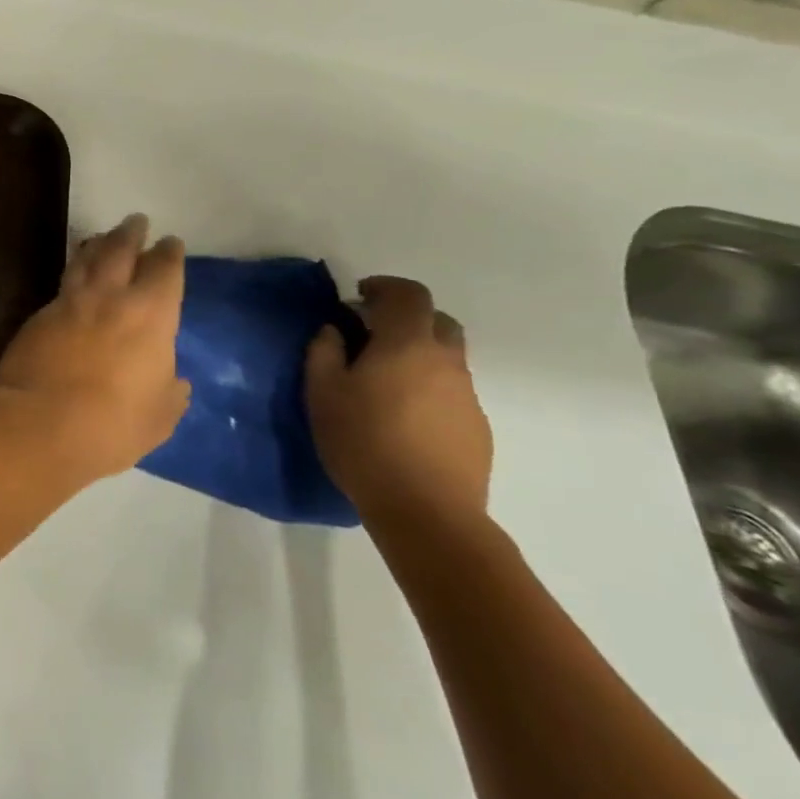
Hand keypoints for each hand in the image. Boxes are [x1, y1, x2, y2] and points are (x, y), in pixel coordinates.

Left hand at [0, 214, 190, 481]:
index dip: (169, 254)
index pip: (164, 271)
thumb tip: (175, 382)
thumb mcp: (158, 417)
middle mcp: (110, 298)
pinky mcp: (38, 315)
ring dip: (97, 244)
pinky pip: (62, 284)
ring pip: (85, 260)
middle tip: (136, 220)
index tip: (170, 242)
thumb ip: (169, 394)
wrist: (38, 421)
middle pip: (120, 251)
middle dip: (131, 233)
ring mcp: (69, 303)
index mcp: (150, 316)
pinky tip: (73, 276)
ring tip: (102, 237)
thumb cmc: (111, 424)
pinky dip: (73, 271)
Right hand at [305, 276, 492, 536]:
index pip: (409, 295)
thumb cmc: (363, 442)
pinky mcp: (477, 428)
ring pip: (446, 358)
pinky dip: (428, 388)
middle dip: (406, 318)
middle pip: (437, 321)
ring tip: (382, 382)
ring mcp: (467, 396)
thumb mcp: (322, 392)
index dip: (384, 287)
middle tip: (371, 335)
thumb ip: (325, 352)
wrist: (427, 511)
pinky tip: (403, 418)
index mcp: (407, 345)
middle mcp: (446, 362)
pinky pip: (451, 392)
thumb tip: (336, 331)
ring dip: (417, 355)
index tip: (358, 297)